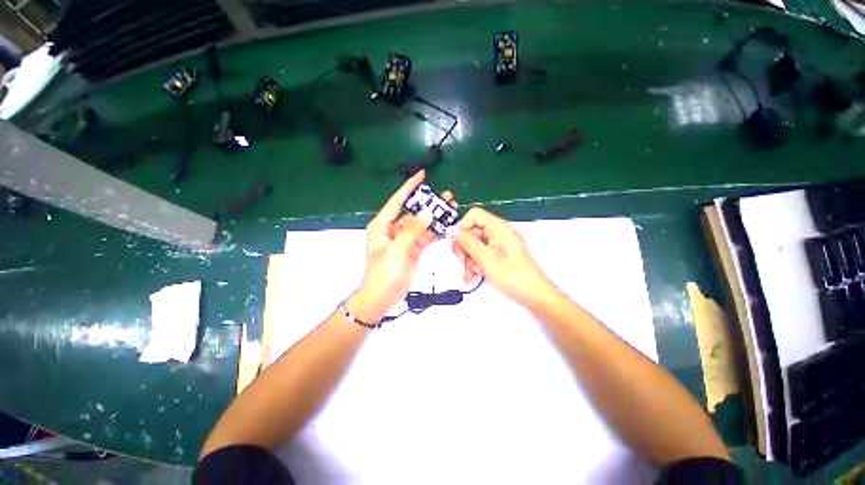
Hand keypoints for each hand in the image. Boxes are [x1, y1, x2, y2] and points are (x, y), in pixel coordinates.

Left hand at [348, 171, 456, 322]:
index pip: (397, 202)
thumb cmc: (384, 272)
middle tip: (447, 197)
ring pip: (421, 224)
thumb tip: (428, 212)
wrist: (382, 297)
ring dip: (435, 217)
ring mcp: (404, 239)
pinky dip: (435, 231)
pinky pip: (425, 236)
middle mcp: (393, 229)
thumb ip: (413, 230)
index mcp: (382, 225)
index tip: (422, 176)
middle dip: (429, 204)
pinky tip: (446, 224)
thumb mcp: (397, 249)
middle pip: (413, 212)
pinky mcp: (413, 248)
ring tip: (451, 208)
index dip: (409, 188)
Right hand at [450, 207, 554, 307]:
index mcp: (498, 227)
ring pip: (475, 245)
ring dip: (468, 259)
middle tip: (461, 261)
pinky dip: (475, 264)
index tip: (456, 243)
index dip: (462, 226)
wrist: (535, 296)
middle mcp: (498, 233)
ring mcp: (499, 245)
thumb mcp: (486, 258)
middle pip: (472, 231)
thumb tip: (450, 230)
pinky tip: (473, 277)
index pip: (474, 215)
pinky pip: (482, 254)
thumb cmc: (512, 276)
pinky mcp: (499, 256)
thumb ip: (467, 242)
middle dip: (464, 246)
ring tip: (469, 274)